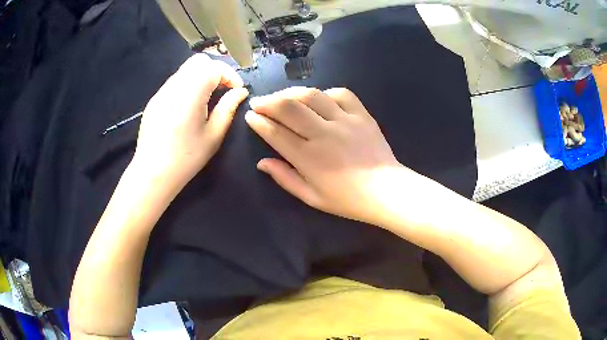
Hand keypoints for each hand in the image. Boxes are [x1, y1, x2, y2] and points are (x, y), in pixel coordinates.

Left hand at [133, 54, 247, 192]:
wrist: (152, 173)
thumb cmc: (186, 158)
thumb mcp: (213, 135)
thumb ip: (228, 108)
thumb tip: (240, 92)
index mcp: (190, 93)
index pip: (214, 68)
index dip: (230, 75)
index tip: (237, 91)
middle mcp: (174, 86)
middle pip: (198, 61)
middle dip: (215, 70)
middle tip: (222, 90)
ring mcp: (161, 92)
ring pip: (185, 70)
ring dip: (201, 77)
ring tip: (206, 98)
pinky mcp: (154, 100)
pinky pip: (175, 82)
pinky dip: (187, 85)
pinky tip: (188, 106)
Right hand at [246, 87, 410, 224]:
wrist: (386, 191)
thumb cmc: (347, 199)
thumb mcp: (311, 197)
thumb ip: (285, 178)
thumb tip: (261, 163)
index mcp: (308, 158)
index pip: (275, 133)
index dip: (259, 122)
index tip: (250, 116)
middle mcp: (323, 134)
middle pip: (289, 108)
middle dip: (268, 102)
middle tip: (258, 102)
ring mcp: (345, 121)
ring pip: (312, 95)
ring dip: (291, 92)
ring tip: (282, 96)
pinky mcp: (362, 115)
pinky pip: (341, 94)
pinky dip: (325, 92)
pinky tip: (319, 99)